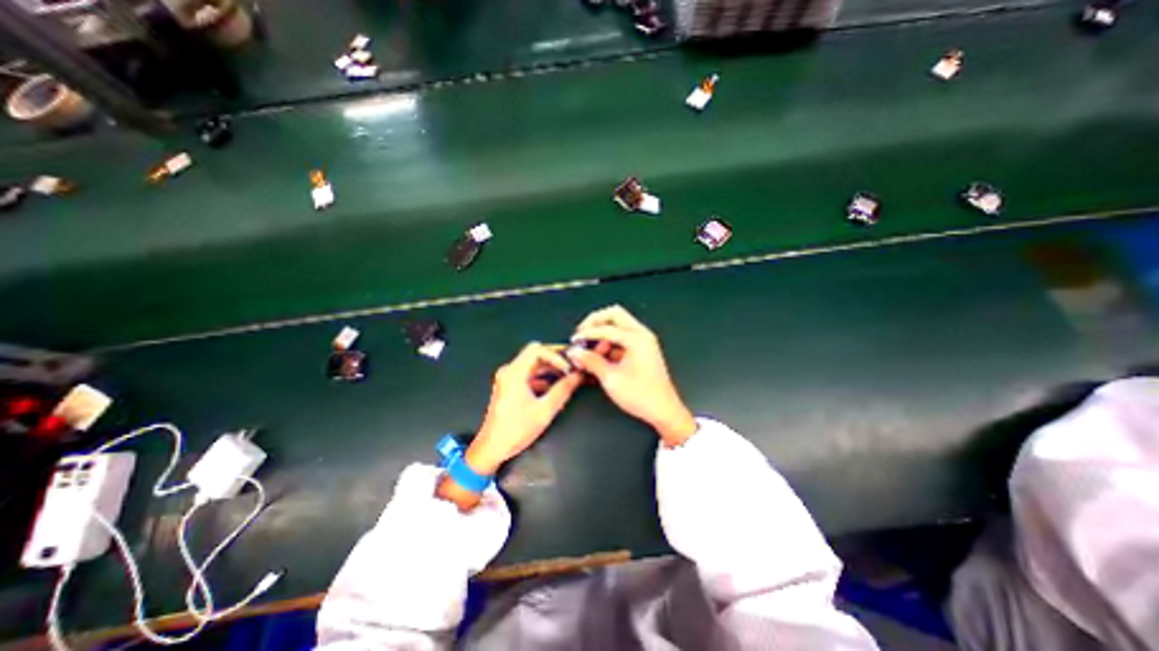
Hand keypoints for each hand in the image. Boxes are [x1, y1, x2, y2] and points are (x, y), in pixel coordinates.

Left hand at [465, 343, 585, 474]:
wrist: (491, 449)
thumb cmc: (516, 430)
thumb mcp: (544, 410)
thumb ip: (563, 390)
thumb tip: (578, 376)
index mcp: (514, 373)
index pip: (537, 349)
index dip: (556, 355)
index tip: (569, 367)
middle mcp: (509, 371)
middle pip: (535, 354)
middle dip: (555, 359)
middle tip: (573, 366)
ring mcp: (508, 378)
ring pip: (533, 364)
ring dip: (550, 368)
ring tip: (567, 376)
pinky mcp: (509, 386)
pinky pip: (528, 374)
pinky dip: (543, 377)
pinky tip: (555, 387)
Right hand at [570, 305, 694, 446]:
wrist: (663, 410)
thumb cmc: (642, 396)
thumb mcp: (611, 379)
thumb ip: (592, 362)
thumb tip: (577, 352)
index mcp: (637, 339)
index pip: (606, 328)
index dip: (587, 333)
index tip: (574, 341)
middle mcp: (642, 335)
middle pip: (614, 315)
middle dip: (595, 322)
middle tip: (582, 333)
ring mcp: (643, 341)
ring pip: (619, 324)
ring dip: (602, 332)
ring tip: (589, 349)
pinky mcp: (642, 349)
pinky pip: (622, 337)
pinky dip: (609, 342)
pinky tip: (599, 355)